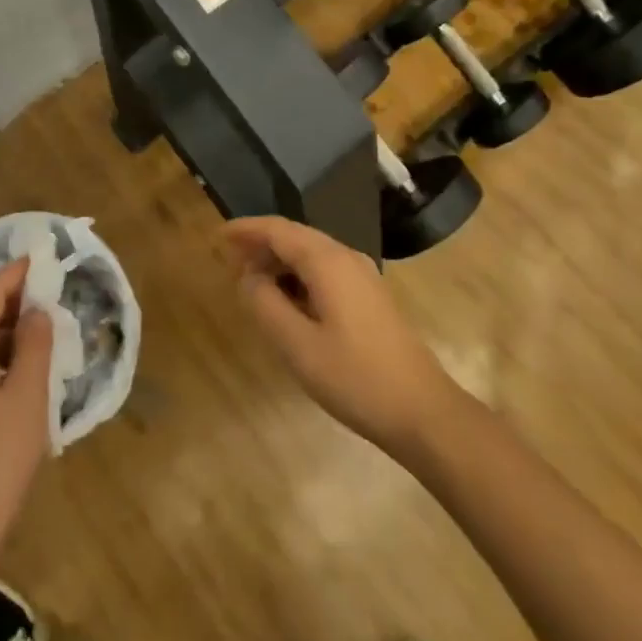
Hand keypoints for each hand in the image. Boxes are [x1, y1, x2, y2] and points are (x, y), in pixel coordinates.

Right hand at [222, 217, 456, 457]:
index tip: (219, 236)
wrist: (423, 411)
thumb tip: (248, 277)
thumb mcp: (297, 345)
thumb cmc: (355, 378)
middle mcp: (346, 257)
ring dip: (280, 261)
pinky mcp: (370, 296)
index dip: (246, 229)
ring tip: (252, 282)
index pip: (278, 230)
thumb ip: (265, 304)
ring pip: (311, 253)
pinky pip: (325, 270)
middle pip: (295, 236)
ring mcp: (362, 275)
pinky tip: (287, 300)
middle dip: (261, 244)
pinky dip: (299, 275)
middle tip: (230, 262)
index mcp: (327, 261)